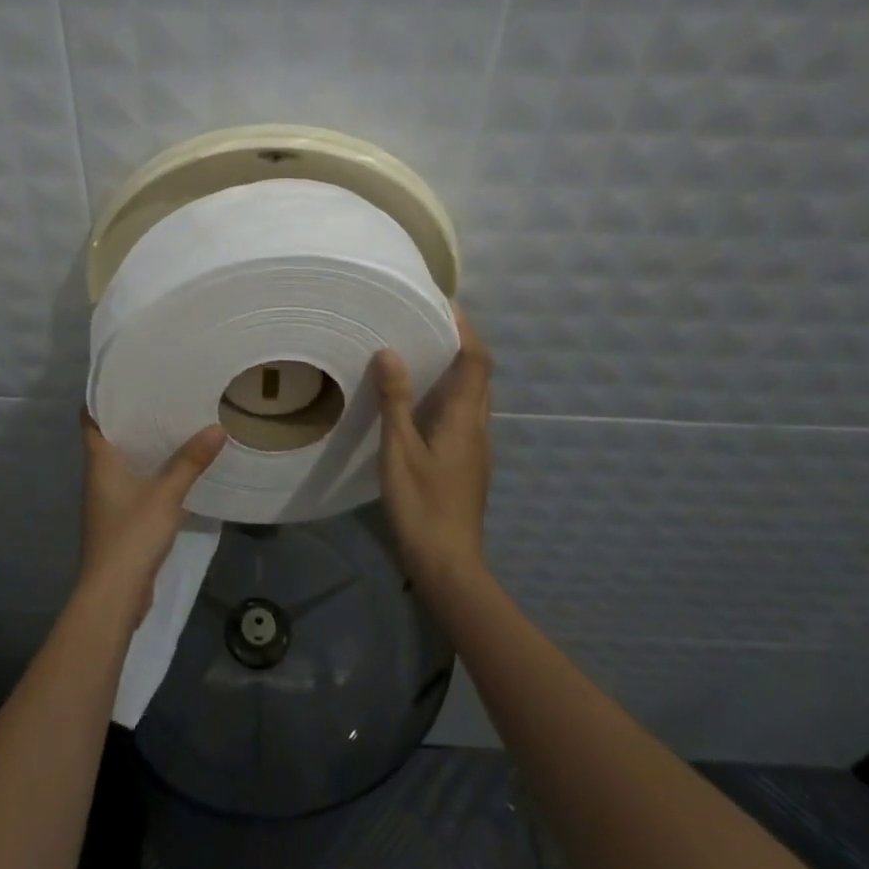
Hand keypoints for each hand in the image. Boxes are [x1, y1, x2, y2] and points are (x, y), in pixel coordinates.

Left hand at [78, 409, 226, 624]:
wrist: (113, 595)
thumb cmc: (132, 534)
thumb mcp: (166, 494)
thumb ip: (191, 461)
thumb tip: (217, 427)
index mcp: (99, 461)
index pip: (90, 419)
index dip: (101, 397)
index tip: (125, 379)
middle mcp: (98, 476)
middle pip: (109, 438)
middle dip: (132, 419)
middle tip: (161, 395)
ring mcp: (107, 501)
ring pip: (123, 463)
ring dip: (143, 447)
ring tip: (173, 425)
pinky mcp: (120, 521)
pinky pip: (134, 486)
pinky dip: (150, 474)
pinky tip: (175, 471)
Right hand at [371, 309, 493, 592]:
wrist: (448, 564)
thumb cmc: (422, 505)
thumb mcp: (400, 450)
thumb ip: (395, 401)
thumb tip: (390, 352)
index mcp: (465, 419)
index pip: (476, 361)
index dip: (465, 330)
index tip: (443, 305)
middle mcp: (478, 427)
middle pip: (479, 375)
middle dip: (459, 344)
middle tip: (425, 323)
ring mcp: (476, 447)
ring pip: (472, 396)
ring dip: (454, 370)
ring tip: (419, 352)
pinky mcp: (468, 462)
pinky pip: (463, 414)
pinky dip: (447, 394)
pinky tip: (419, 401)